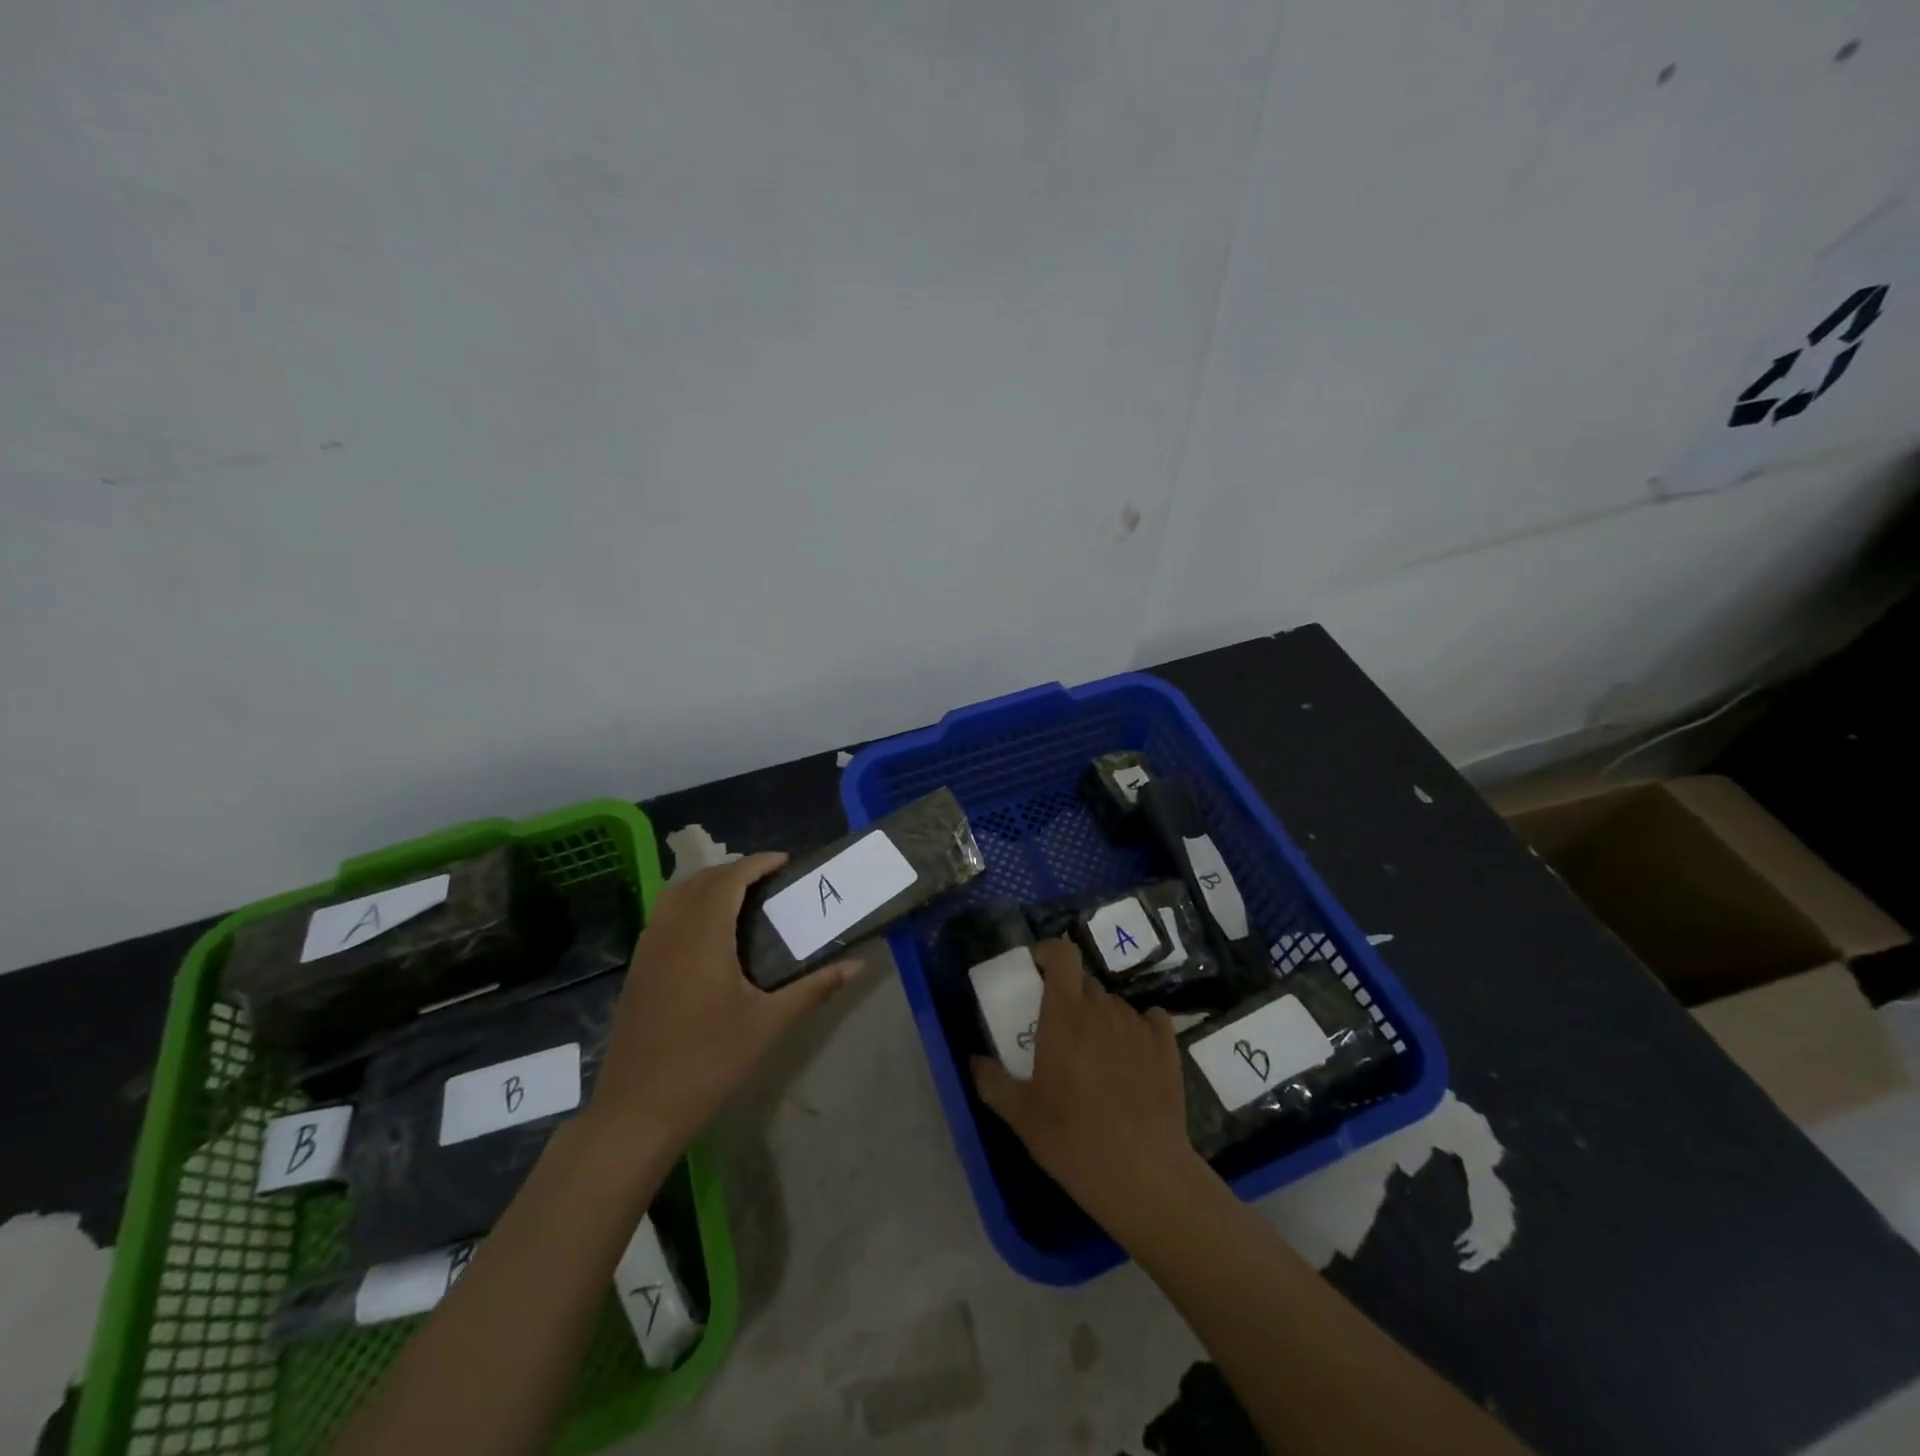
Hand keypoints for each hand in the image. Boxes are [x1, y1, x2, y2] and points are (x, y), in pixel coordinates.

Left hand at [584, 854, 856, 1157]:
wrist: (638, 1110)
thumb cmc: (709, 1062)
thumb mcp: (769, 1023)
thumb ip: (815, 988)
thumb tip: (858, 964)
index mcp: (703, 934)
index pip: (729, 878)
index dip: (757, 863)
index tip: (786, 863)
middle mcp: (671, 930)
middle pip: (701, 880)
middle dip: (736, 871)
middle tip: (770, 882)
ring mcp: (647, 949)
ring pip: (676, 895)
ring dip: (708, 885)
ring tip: (742, 900)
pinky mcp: (637, 969)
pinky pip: (664, 917)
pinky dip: (689, 906)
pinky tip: (710, 935)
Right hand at [971, 939, 1202, 1230]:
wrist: (1144, 1175)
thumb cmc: (1073, 1139)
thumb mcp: (1020, 1116)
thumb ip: (992, 1082)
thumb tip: (975, 1060)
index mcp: (1065, 1014)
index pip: (1062, 954)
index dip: (1049, 953)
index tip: (1037, 972)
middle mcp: (1102, 1009)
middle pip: (1084, 984)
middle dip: (1069, 999)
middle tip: (1060, 1034)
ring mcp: (1138, 1025)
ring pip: (1113, 1005)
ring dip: (1100, 1020)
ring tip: (1095, 1059)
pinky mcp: (1166, 1046)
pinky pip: (1149, 1020)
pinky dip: (1138, 1030)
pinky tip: (1133, 1059)